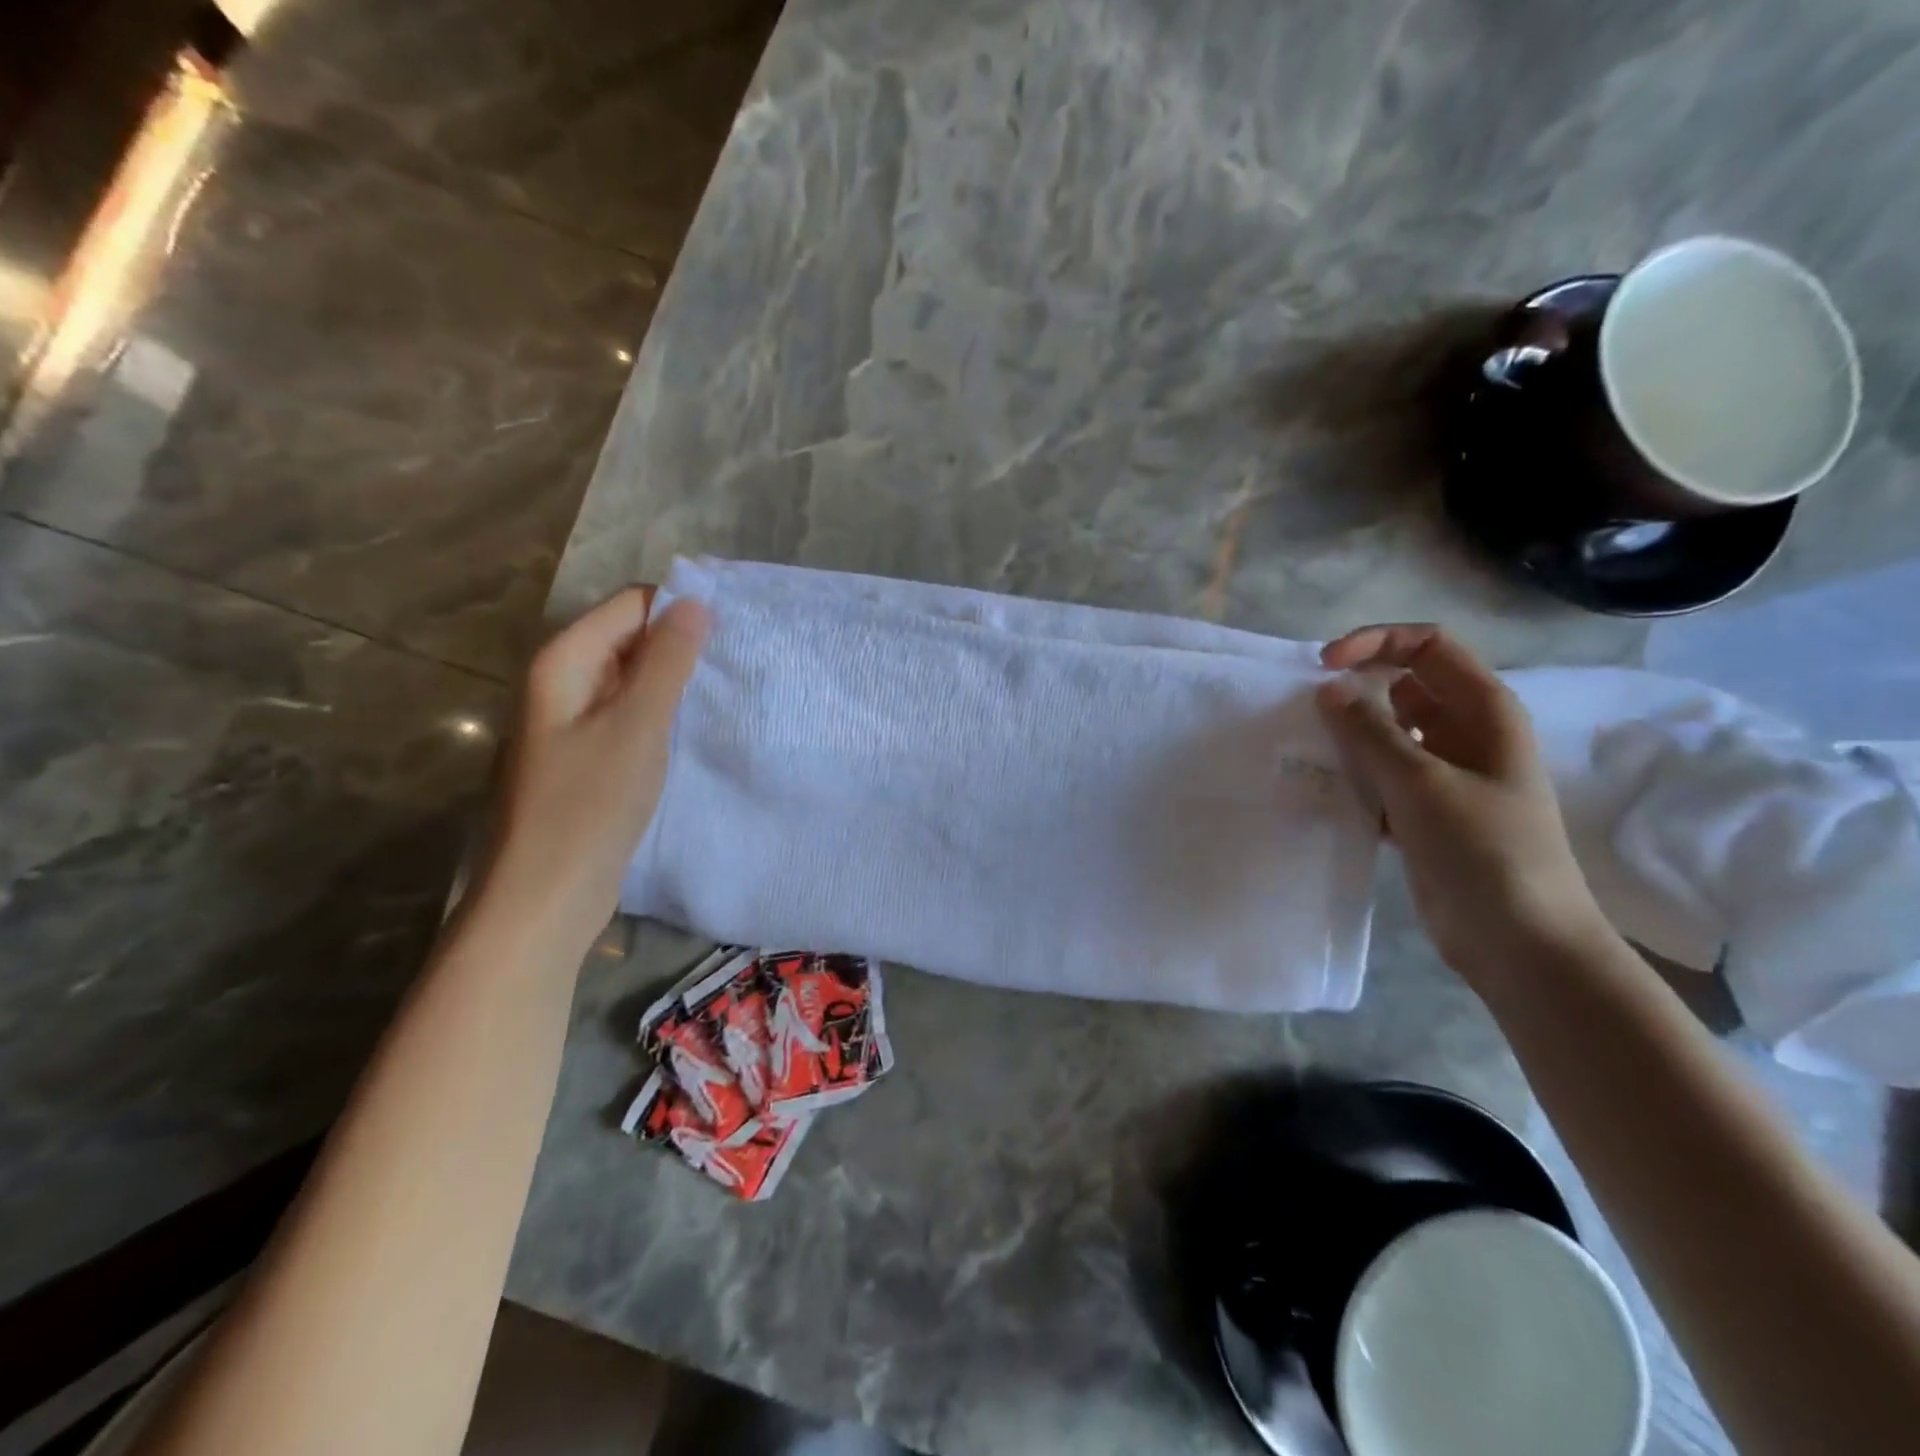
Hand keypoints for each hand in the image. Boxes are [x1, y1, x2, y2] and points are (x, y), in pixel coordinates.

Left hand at [478, 587, 707, 942]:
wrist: (547, 897)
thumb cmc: (589, 806)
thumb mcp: (637, 726)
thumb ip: (667, 661)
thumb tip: (695, 602)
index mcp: (564, 662)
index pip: (630, 605)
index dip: (680, 611)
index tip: (732, 632)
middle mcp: (562, 683)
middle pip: (630, 639)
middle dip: (680, 646)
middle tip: (734, 665)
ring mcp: (572, 722)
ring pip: (633, 680)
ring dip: (675, 683)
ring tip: (724, 694)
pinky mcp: (587, 757)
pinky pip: (630, 716)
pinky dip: (662, 715)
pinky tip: (694, 730)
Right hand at [1315, 624, 1607, 979]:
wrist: (1520, 941)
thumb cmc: (1483, 850)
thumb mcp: (1421, 783)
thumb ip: (1370, 732)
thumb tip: (1329, 689)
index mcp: (1484, 711)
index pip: (1427, 646)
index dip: (1375, 643)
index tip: (1323, 667)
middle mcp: (1467, 734)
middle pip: (1404, 686)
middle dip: (1356, 691)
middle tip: (1308, 713)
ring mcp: (1447, 774)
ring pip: (1388, 734)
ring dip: (1350, 738)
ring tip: (1310, 754)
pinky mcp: (1426, 811)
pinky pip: (1382, 776)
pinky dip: (1355, 778)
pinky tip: (1327, 795)